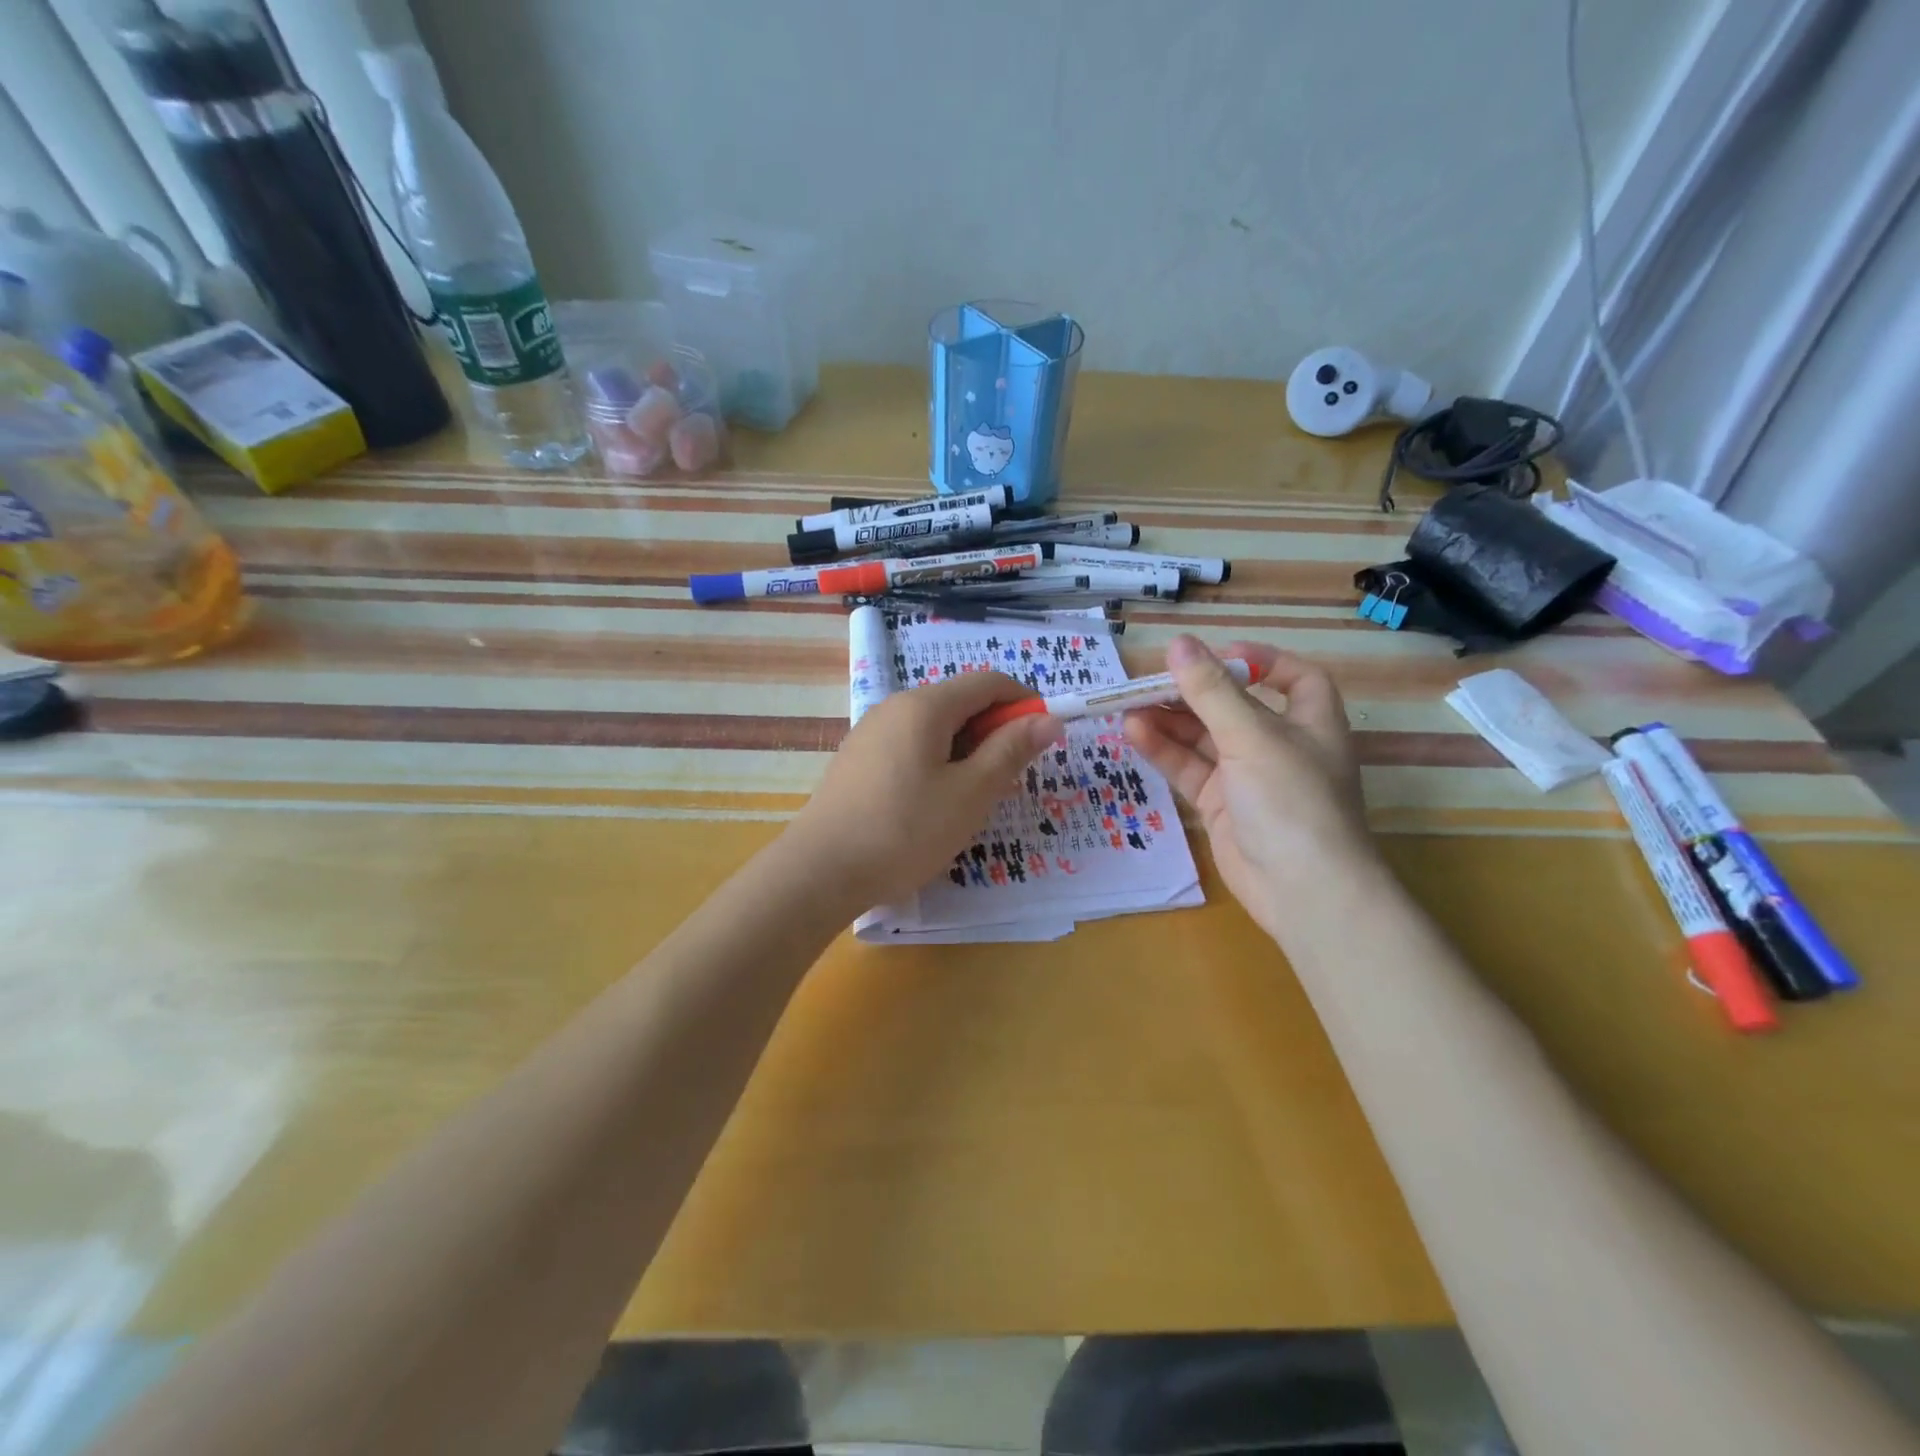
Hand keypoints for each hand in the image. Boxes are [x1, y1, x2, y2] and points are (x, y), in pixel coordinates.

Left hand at [784, 671, 1062, 909]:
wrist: (820, 871)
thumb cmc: (905, 830)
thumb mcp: (970, 793)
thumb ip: (1011, 751)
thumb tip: (1048, 718)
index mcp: (924, 706)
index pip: (988, 682)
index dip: (1024, 702)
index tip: (1044, 739)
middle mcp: (894, 707)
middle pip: (959, 702)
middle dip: (994, 732)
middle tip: (1009, 780)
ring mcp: (870, 733)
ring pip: (935, 728)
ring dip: (967, 751)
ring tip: (973, 799)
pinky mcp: (858, 760)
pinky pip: (910, 747)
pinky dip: (937, 763)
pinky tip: (934, 805)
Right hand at [1124, 635, 1377, 939]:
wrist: (1302, 891)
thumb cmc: (1291, 800)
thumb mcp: (1252, 736)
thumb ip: (1211, 691)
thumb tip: (1178, 644)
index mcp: (1309, 720)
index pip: (1292, 678)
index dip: (1258, 661)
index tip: (1214, 655)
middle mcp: (1280, 745)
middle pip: (1232, 706)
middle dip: (1192, 693)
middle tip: (1147, 682)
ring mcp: (1248, 778)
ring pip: (1203, 738)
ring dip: (1169, 721)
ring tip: (1128, 706)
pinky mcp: (1221, 805)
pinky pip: (1189, 769)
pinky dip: (1163, 751)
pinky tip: (1133, 734)